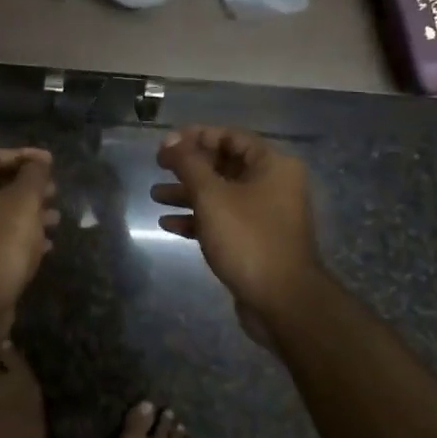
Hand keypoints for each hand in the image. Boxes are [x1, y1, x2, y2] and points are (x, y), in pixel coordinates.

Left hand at [0, 148, 59, 308]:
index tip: (51, 162)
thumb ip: (34, 174)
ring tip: (56, 218)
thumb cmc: (3, 237)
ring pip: (0, 213)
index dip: (25, 155)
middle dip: (29, 186)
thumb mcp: (25, 199)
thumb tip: (40, 161)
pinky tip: (46, 244)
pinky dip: (22, 235)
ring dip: (29, 212)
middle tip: (54, 190)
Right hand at [153, 126, 319, 317]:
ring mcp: (264, 215)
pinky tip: (168, 225)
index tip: (165, 144)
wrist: (281, 301)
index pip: (230, 137)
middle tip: (158, 167)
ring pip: (220, 194)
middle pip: (224, 165)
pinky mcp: (255, 241)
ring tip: (155, 196)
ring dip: (187, 193)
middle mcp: (273, 185)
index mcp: (272, 166)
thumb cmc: (247, 239)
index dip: (196, 137)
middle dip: (188, 167)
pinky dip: (197, 219)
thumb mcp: (212, 196)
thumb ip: (188, 163)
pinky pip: (222, 220)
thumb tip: (170, 139)